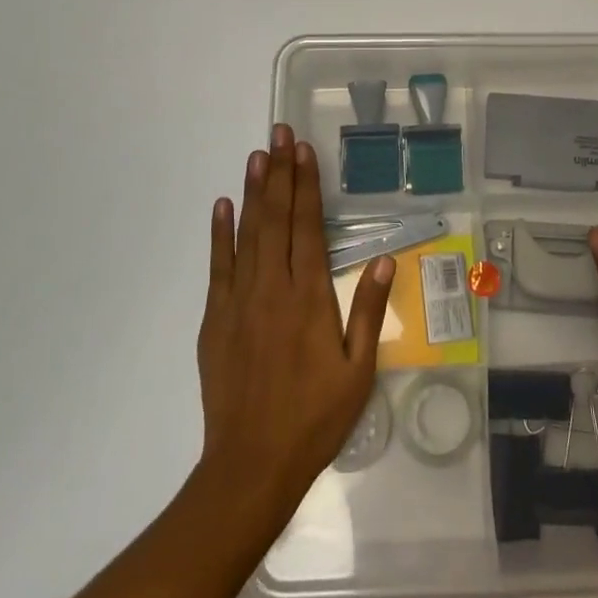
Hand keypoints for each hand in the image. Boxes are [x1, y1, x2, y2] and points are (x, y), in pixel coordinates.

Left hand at [196, 124, 394, 517]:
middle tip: (278, 133)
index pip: (308, 225)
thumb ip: (368, 310)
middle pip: (277, 218)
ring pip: (247, 233)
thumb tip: (382, 259)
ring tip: (257, 155)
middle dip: (280, 172)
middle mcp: (273, 287)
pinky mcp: (215, 318)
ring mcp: (239, 300)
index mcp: (310, 296)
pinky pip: (218, 265)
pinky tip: (223, 205)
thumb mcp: (358, 370)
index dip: (307, 184)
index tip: (303, 150)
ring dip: (254, 191)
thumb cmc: (315, 417)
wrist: (252, 464)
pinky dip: (220, 233)